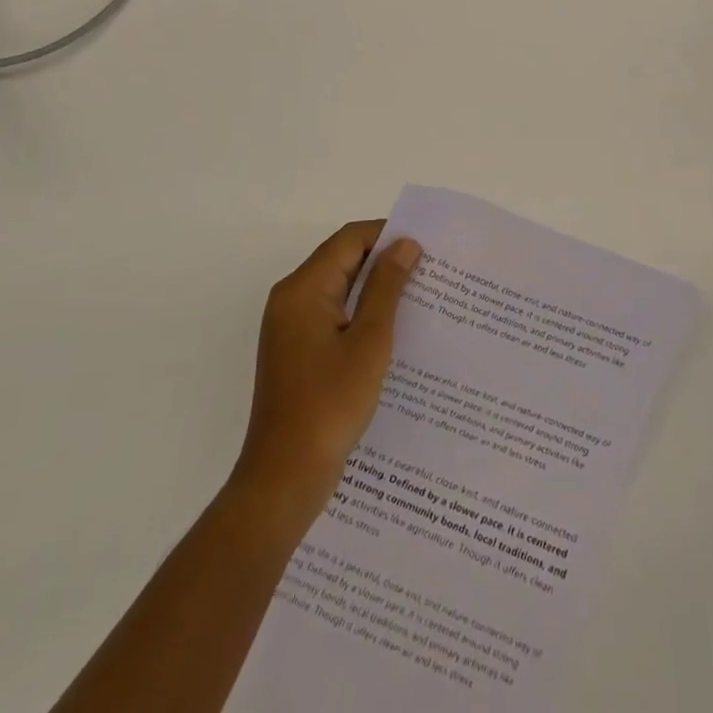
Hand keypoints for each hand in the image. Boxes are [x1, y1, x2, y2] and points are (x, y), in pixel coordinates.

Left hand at [231, 221, 423, 528]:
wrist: (284, 478)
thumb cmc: (330, 405)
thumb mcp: (369, 341)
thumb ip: (387, 287)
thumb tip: (405, 244)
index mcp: (303, 289)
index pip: (349, 239)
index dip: (387, 234)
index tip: (426, 245)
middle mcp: (291, 298)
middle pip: (342, 259)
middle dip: (384, 260)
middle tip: (429, 269)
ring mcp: (290, 326)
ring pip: (338, 287)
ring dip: (375, 287)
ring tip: (418, 295)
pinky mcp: (295, 349)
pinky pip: (332, 313)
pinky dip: (360, 311)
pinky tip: (392, 328)